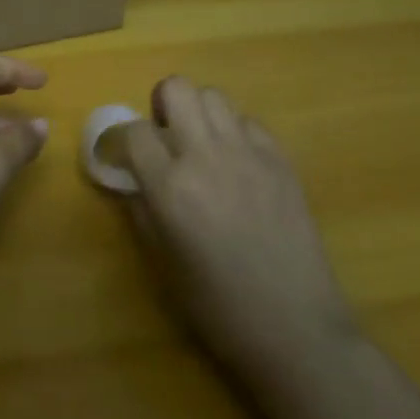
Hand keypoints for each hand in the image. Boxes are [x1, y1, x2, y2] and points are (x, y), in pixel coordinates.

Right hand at [117, 77, 354, 372]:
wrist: (297, 329)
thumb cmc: (219, 307)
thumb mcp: (163, 263)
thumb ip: (141, 209)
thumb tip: (132, 178)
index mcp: (171, 187)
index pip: (134, 130)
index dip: (122, 139)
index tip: (122, 155)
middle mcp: (207, 157)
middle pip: (177, 89)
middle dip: (161, 105)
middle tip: (163, 136)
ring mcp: (249, 154)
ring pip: (213, 95)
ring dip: (197, 113)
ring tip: (199, 144)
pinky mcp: (281, 161)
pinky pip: (248, 121)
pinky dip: (233, 132)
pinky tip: (235, 163)